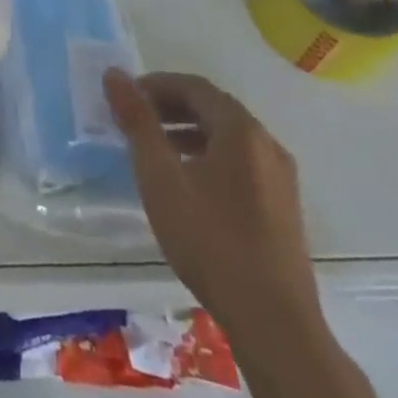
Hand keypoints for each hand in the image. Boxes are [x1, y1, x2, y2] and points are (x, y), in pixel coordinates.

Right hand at [104, 70, 322, 348]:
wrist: (274, 322)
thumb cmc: (210, 240)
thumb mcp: (160, 177)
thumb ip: (137, 122)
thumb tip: (114, 74)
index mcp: (241, 130)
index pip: (194, 86)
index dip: (156, 85)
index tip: (125, 98)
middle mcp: (267, 144)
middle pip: (214, 108)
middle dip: (170, 107)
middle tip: (135, 121)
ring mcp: (281, 178)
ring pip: (228, 138)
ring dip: (189, 132)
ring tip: (155, 152)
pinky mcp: (284, 208)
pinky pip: (241, 163)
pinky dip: (209, 156)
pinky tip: (188, 186)